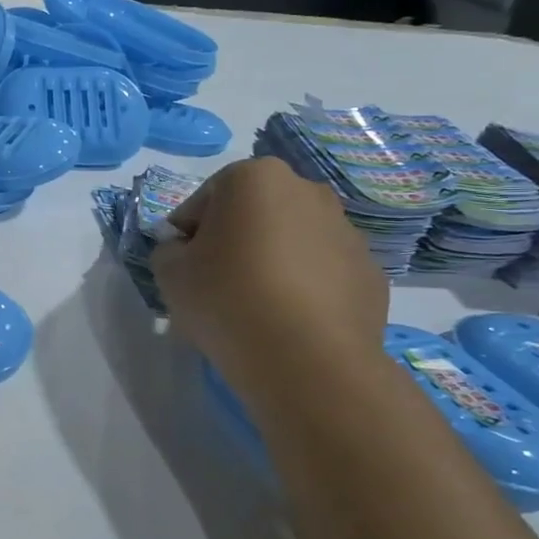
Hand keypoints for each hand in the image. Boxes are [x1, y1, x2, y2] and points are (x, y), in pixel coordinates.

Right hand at [150, 157, 387, 402]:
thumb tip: (186, 252)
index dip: (186, 236)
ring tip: (255, 308)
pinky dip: (303, 288)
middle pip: (251, 214)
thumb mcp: (168, 272)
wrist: (307, 360)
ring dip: (270, 262)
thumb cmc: (227, 300)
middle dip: (233, 242)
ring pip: (290, 241)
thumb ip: (169, 250)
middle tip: (216, 286)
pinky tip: (288, 321)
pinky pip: (321, 272)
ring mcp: (346, 230)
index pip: (202, 202)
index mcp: (254, 177)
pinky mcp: (369, 272)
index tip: (183, 269)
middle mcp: (307, 190)